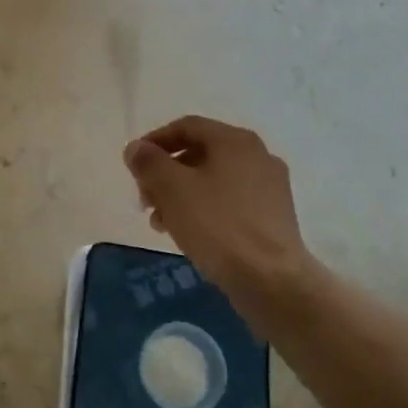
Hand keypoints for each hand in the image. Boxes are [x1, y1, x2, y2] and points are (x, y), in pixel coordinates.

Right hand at [123, 117, 316, 300]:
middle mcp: (257, 155)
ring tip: (161, 222)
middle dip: (166, 173)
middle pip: (200, 153)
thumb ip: (148, 163)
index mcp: (235, 140)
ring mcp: (270, 187)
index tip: (133, 164)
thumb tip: (136, 148)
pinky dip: (205, 210)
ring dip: (182, 194)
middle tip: (145, 198)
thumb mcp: (172, 189)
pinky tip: (189, 234)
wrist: (272, 281)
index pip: (186, 126)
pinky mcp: (275, 217)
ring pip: (214, 180)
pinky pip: (230, 202)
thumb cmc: (218, 226)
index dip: (154, 141)